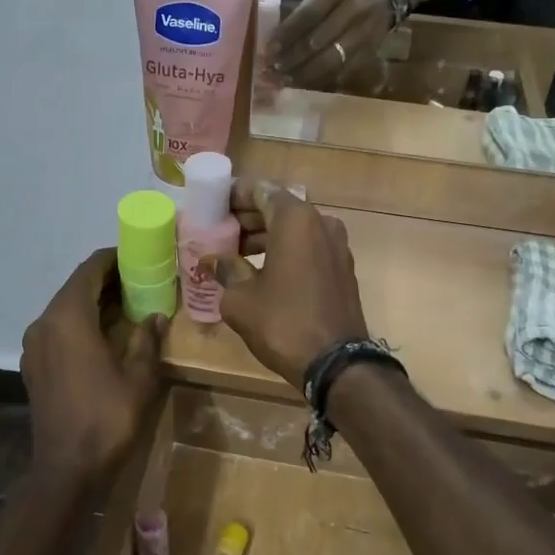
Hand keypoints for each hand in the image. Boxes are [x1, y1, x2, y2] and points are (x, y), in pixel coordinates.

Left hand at [20, 250, 165, 483]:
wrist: (66, 470)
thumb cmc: (107, 418)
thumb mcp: (139, 377)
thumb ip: (147, 340)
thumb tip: (155, 317)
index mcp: (68, 318)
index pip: (90, 269)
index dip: (115, 258)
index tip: (140, 257)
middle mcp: (45, 323)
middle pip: (76, 286)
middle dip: (108, 280)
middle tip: (142, 280)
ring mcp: (35, 345)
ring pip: (66, 308)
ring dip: (94, 301)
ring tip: (129, 306)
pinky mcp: (33, 364)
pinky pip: (58, 328)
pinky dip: (81, 322)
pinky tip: (105, 335)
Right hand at [205, 181, 369, 386]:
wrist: (337, 363)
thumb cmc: (283, 322)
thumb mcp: (241, 298)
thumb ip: (226, 270)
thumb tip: (212, 261)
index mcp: (295, 219)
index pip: (259, 191)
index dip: (233, 196)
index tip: (212, 205)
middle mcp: (320, 223)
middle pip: (278, 208)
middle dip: (248, 217)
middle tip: (219, 230)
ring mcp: (337, 245)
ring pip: (294, 229)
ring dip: (266, 235)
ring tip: (235, 252)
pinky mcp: (343, 268)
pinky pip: (308, 247)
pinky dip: (285, 250)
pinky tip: (262, 269)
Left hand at [274, 0, 394, 89]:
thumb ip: (306, 7)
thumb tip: (277, 36)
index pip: (308, 14)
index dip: (287, 34)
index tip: (269, 49)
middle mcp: (354, 10)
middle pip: (318, 41)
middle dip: (292, 58)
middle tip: (273, 70)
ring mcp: (364, 33)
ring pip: (330, 60)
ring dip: (304, 73)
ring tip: (285, 80)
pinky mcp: (369, 51)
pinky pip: (342, 70)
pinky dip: (321, 79)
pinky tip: (305, 84)